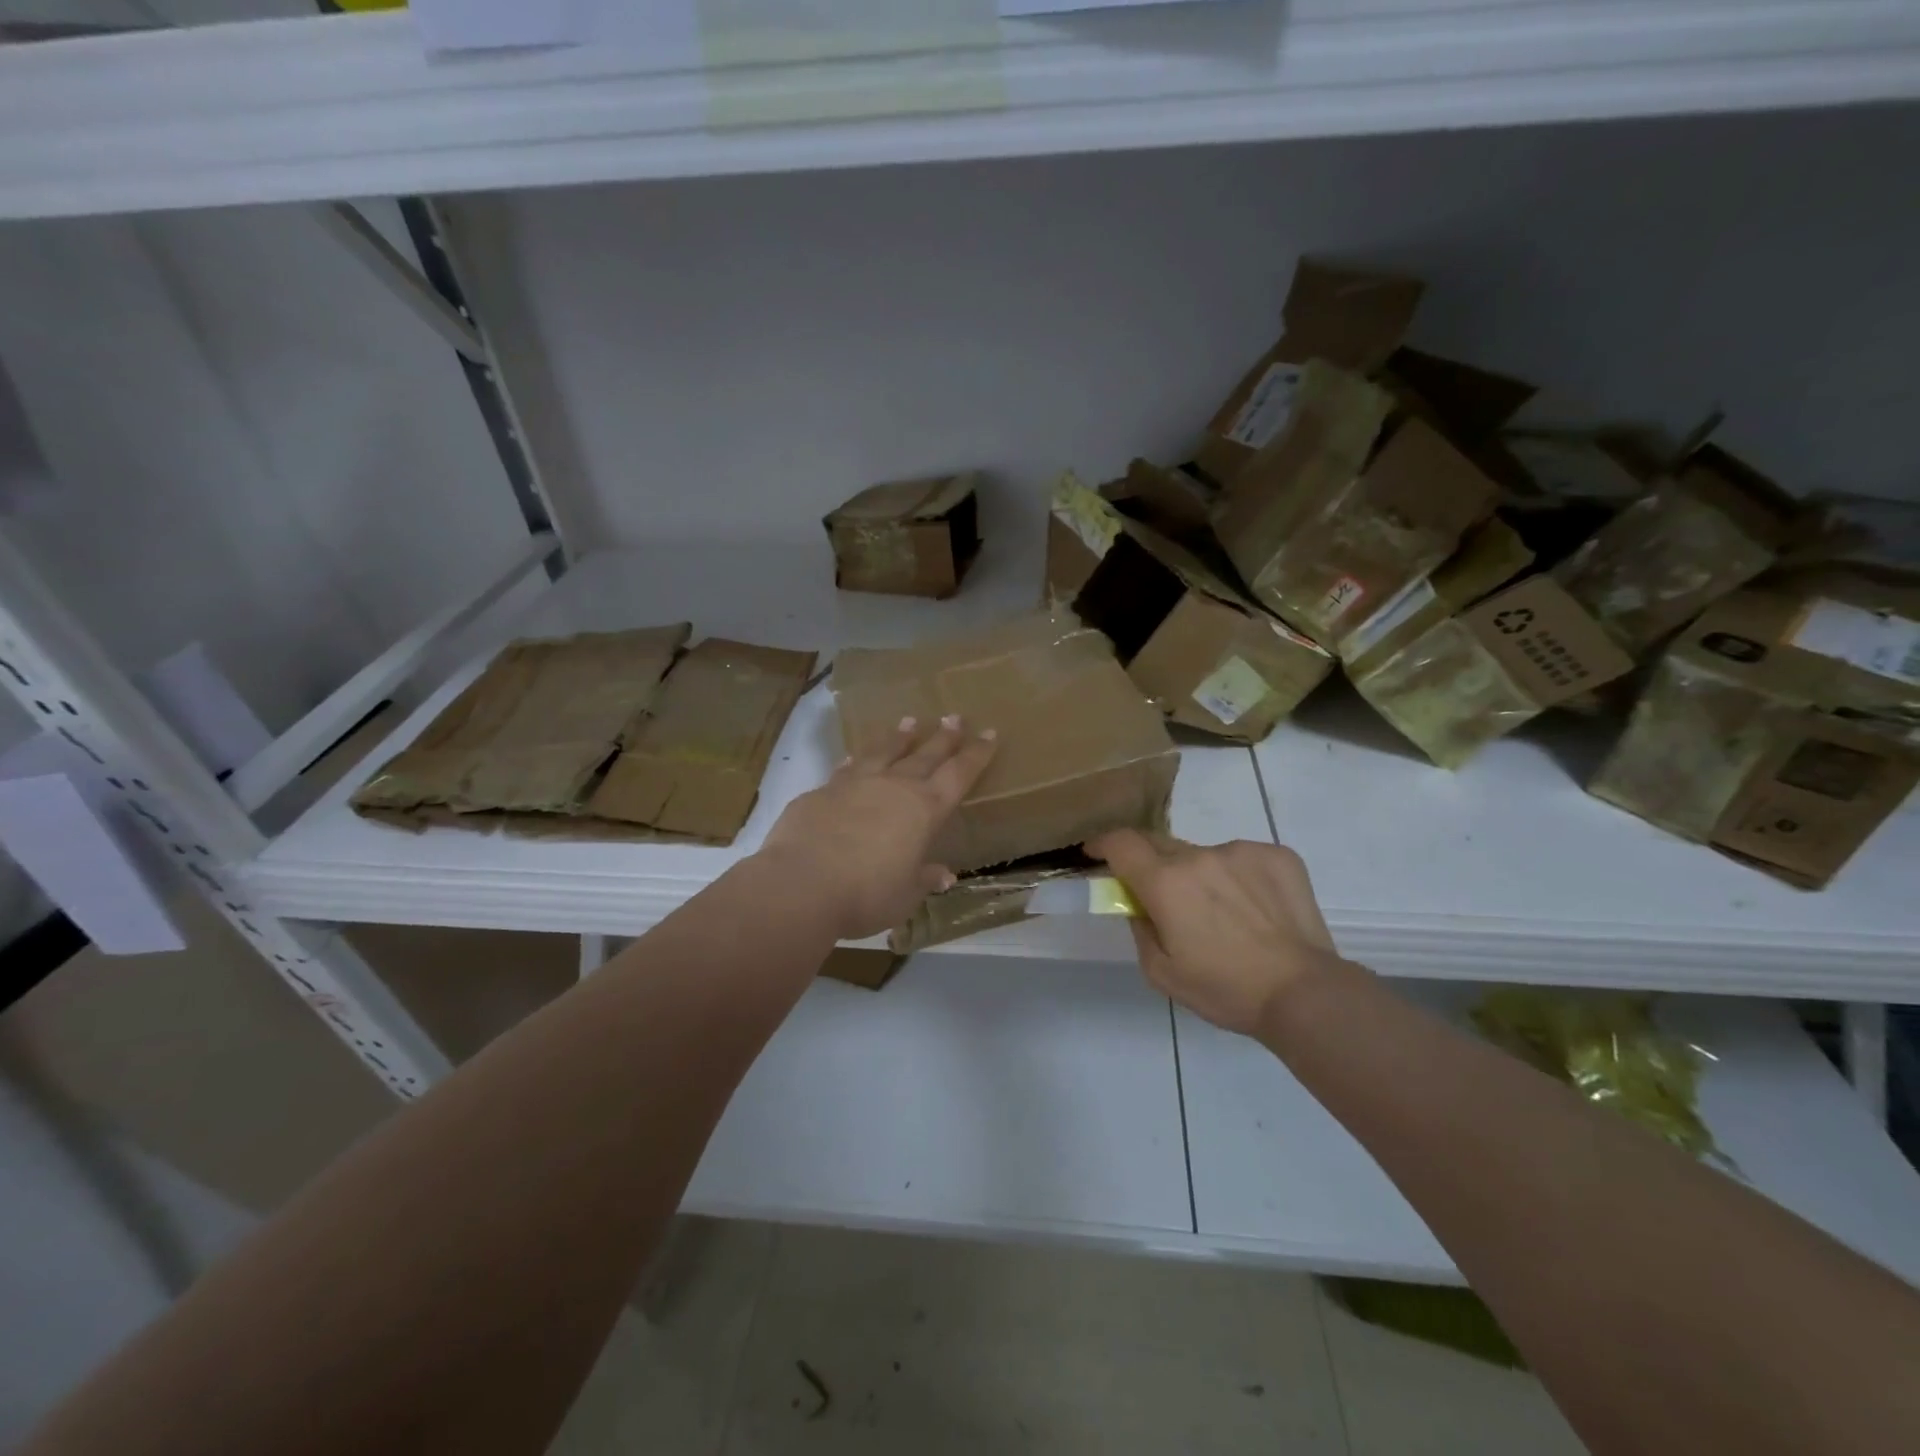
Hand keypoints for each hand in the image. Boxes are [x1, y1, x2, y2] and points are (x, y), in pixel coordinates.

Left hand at [757, 715, 996, 939]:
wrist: (802, 883)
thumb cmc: (867, 893)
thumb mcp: (905, 894)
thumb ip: (923, 879)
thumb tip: (944, 875)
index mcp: (924, 809)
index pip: (959, 774)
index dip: (977, 754)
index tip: (990, 734)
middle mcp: (894, 787)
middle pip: (925, 754)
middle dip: (943, 737)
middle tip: (954, 716)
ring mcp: (855, 784)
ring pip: (884, 752)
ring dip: (899, 738)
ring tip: (909, 723)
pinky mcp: (822, 791)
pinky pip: (846, 769)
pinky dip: (855, 761)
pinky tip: (854, 757)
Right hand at [1086, 831, 1351, 1036]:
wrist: (1304, 992)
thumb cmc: (1225, 990)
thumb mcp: (1161, 973)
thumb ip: (1139, 928)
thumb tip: (1137, 903)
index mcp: (1165, 882)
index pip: (1121, 843)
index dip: (1103, 843)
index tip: (1096, 852)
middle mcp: (1199, 856)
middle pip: (1160, 844)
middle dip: (1151, 863)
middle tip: (1162, 895)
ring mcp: (1242, 851)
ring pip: (1205, 854)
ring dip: (1200, 875)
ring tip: (1223, 914)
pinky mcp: (1277, 855)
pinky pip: (1242, 859)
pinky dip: (1238, 877)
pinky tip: (1256, 910)